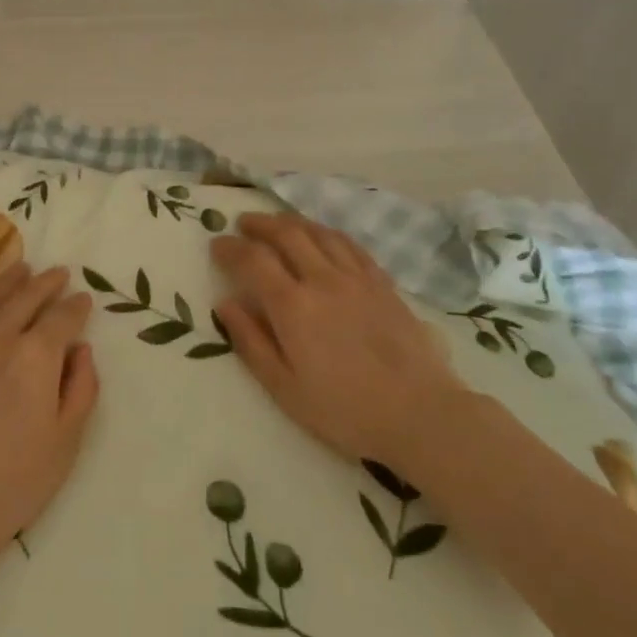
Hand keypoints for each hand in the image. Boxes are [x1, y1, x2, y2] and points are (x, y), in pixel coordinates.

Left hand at [0, 263, 99, 576]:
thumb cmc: (15, 481)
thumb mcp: (67, 440)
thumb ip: (81, 387)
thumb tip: (80, 349)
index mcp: (35, 356)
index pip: (62, 318)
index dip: (76, 307)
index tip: (84, 299)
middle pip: (25, 300)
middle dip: (45, 284)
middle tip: (58, 272)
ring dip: (5, 283)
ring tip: (19, 268)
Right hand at [212, 212, 463, 470]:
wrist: (420, 414)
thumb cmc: (344, 410)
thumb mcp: (285, 388)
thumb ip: (251, 341)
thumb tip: (225, 303)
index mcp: (293, 306)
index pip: (253, 260)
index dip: (230, 248)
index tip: (216, 244)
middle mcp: (322, 279)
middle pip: (286, 234)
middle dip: (260, 224)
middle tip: (243, 224)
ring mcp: (356, 278)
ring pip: (319, 233)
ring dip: (292, 222)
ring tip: (278, 224)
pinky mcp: (383, 284)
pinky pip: (350, 245)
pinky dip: (328, 234)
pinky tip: (323, 238)